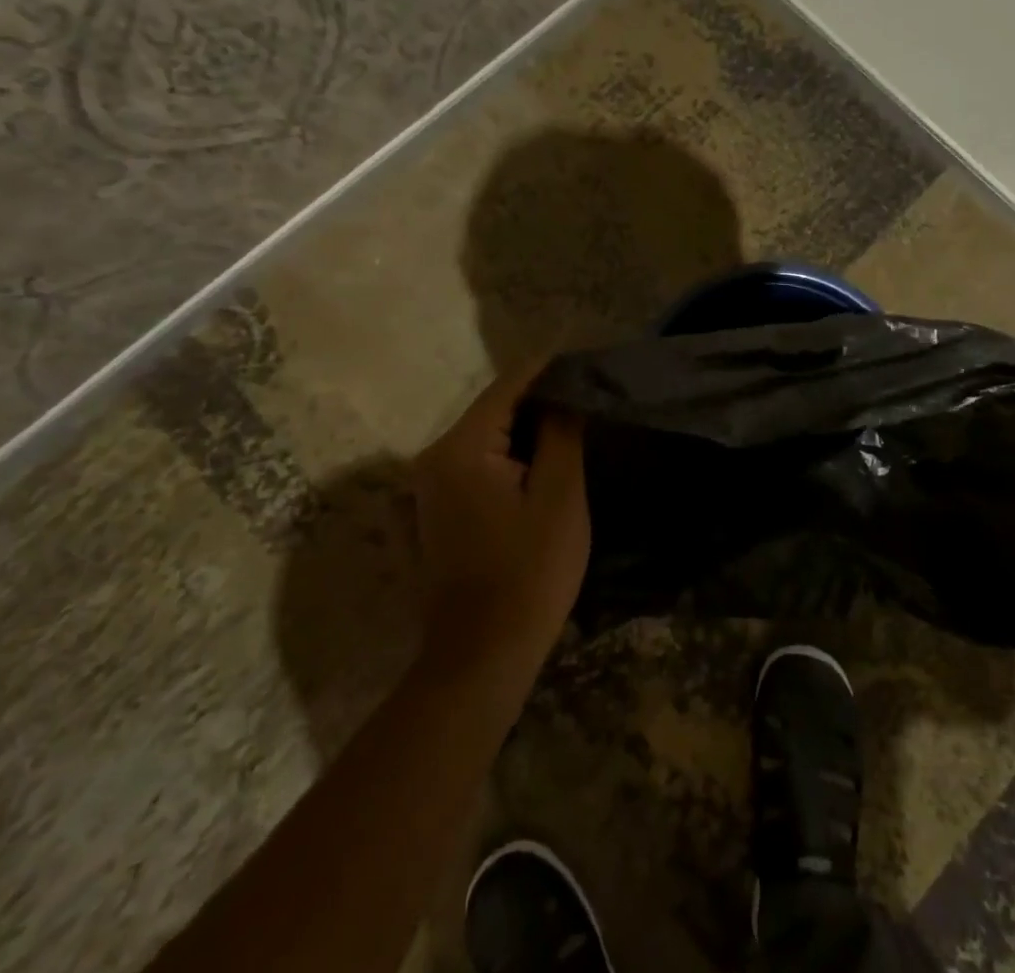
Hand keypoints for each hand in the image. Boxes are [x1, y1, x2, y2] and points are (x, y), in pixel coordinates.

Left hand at [409, 365, 589, 665]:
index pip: (508, 387)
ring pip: (485, 438)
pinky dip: (508, 456)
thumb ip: (560, 434)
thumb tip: (563, 394)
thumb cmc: (529, 573)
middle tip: (587, 394)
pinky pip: (476, 465)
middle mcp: (432, 459)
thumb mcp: (559, 497)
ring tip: (573, 422)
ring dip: (525, 429)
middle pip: (493, 410)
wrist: (481, 658)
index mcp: (459, 449)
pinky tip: (540, 464)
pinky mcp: (433, 512)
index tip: (584, 356)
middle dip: (539, 399)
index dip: (548, 368)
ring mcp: (427, 488)